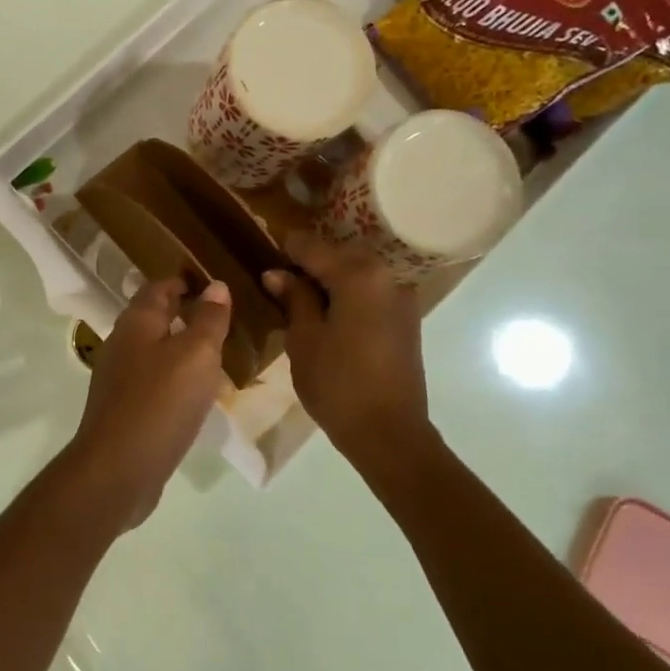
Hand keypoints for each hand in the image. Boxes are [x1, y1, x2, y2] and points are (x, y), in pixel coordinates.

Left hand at [67, 276, 231, 525]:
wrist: (118, 469)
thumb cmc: (159, 403)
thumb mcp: (195, 355)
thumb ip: (208, 320)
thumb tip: (217, 286)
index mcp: (136, 323)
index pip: (159, 287)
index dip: (186, 281)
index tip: (216, 283)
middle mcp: (122, 344)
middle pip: (154, 318)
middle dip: (185, 314)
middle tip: (224, 317)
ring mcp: (119, 379)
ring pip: (154, 351)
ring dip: (181, 348)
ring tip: (217, 352)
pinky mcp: (124, 409)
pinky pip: (154, 382)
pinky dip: (175, 378)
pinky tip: (196, 392)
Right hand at [263, 230, 436, 464]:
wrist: (388, 432)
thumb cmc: (337, 383)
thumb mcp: (304, 338)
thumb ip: (294, 299)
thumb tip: (276, 273)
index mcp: (359, 275)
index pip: (313, 247)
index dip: (286, 245)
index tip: (264, 238)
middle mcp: (386, 276)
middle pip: (340, 255)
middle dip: (309, 259)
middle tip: (277, 270)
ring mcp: (401, 298)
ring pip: (357, 273)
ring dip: (329, 276)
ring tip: (297, 291)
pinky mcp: (405, 319)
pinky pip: (370, 292)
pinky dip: (347, 292)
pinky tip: (325, 308)